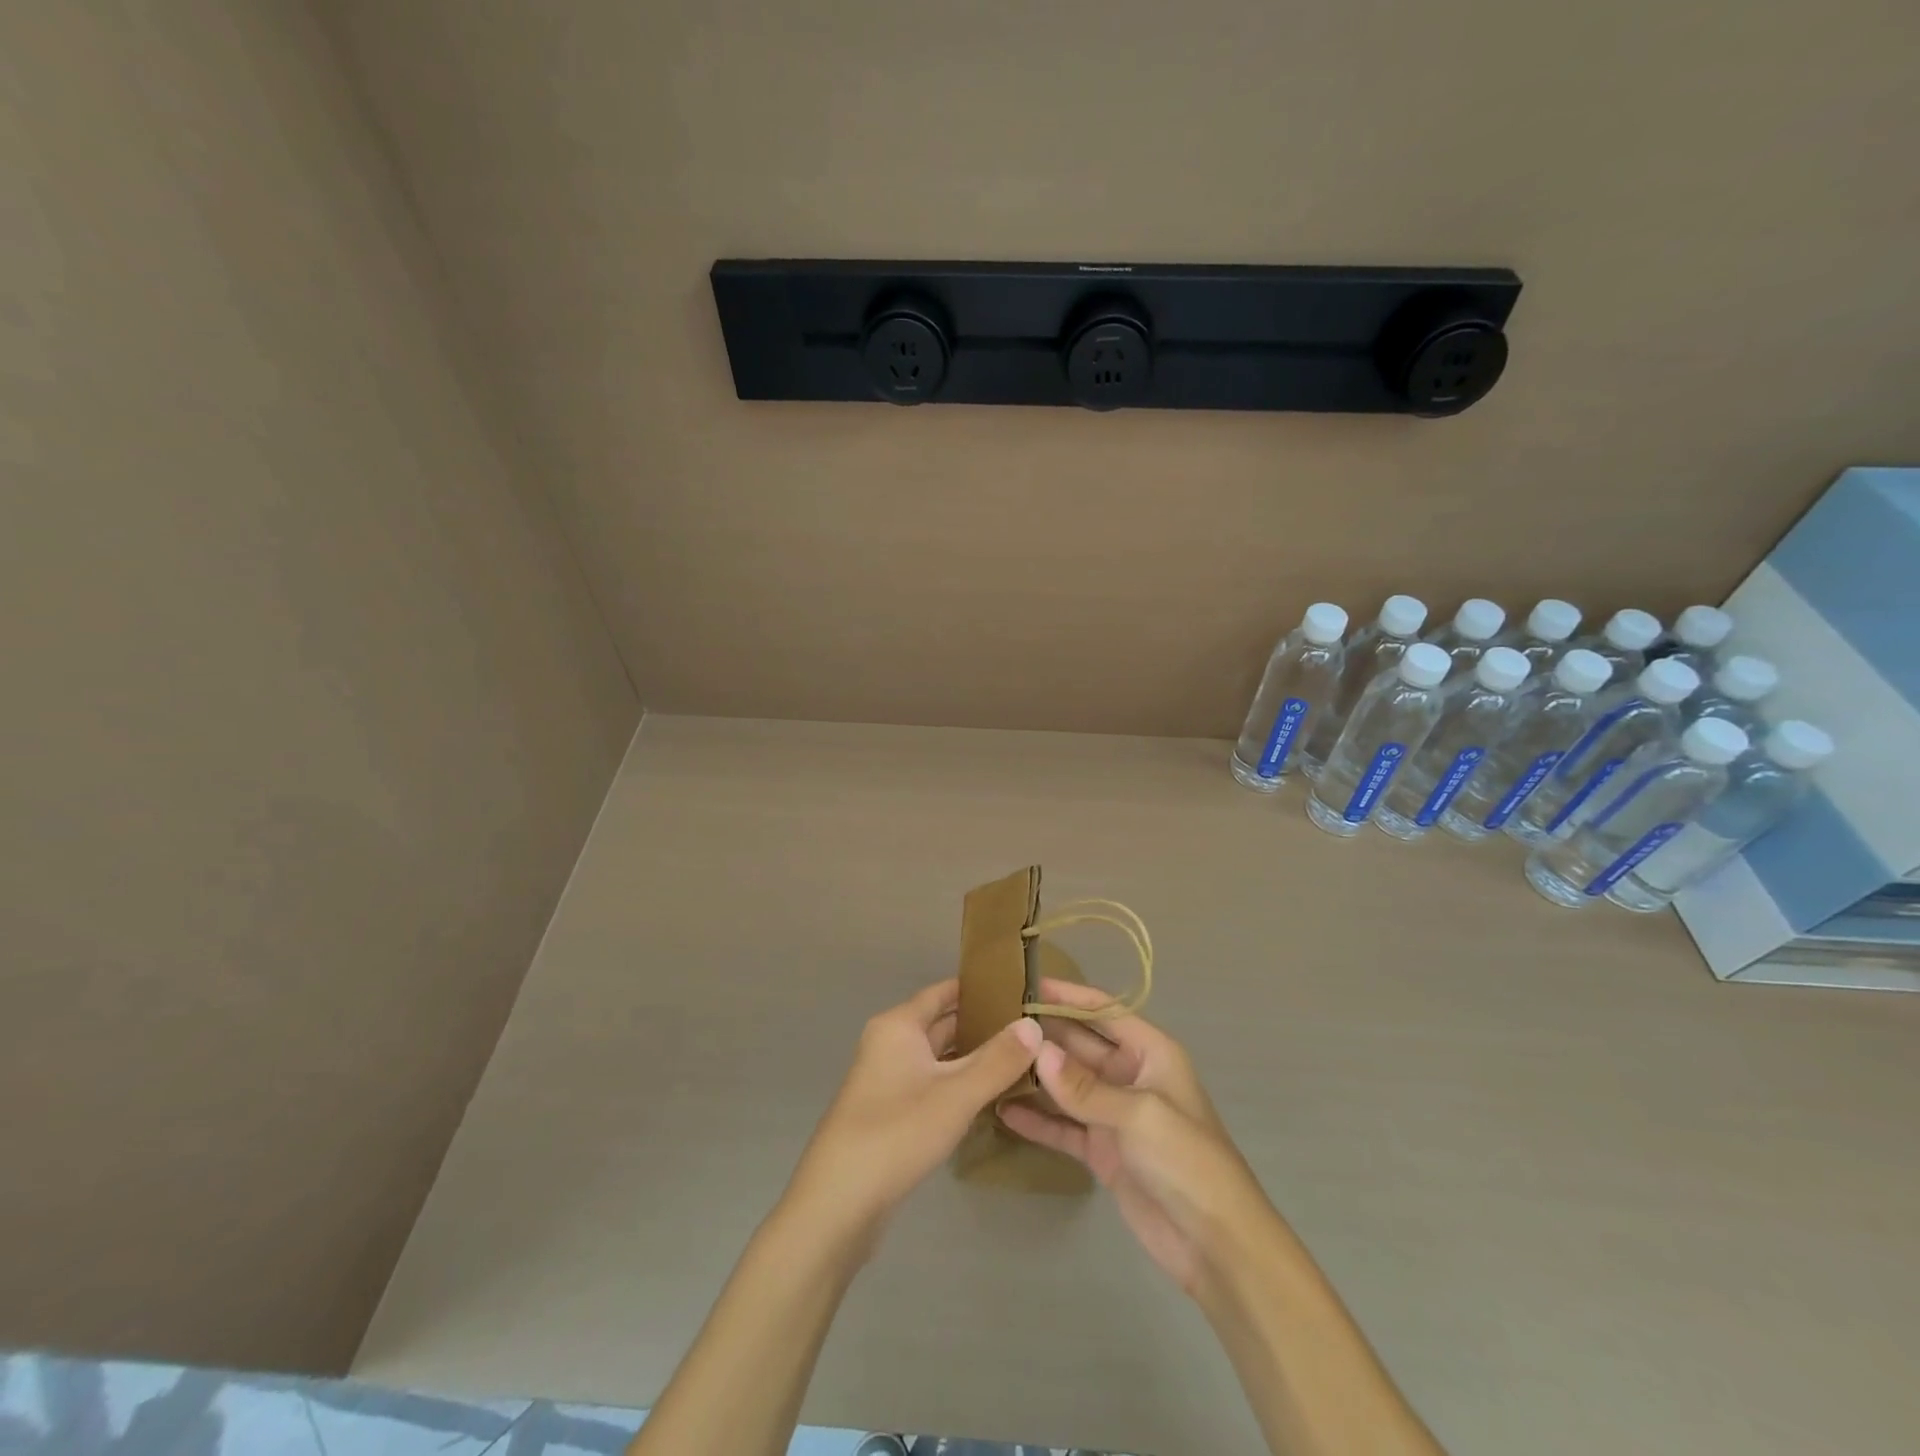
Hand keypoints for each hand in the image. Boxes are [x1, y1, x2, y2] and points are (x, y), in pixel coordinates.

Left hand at [785, 977, 1041, 1250]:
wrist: (839, 1203)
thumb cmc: (897, 1132)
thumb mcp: (956, 1094)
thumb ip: (998, 1059)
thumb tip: (1034, 1024)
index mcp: (898, 1026)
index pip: (943, 992)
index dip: (979, 989)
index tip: (1018, 989)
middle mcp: (889, 1044)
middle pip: (941, 1024)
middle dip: (982, 1025)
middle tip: (1030, 1028)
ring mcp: (887, 1080)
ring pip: (938, 1058)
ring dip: (972, 1058)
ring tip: (1020, 1059)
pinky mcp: (889, 1113)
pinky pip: (931, 1085)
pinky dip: (958, 1084)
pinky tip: (988, 1096)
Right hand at [999, 978, 1279, 1298]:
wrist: (1216, 1244)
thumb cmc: (1187, 1160)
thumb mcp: (1138, 1114)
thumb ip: (1084, 1086)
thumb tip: (1037, 1050)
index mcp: (1151, 1053)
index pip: (1104, 1011)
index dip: (1069, 996)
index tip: (1028, 982)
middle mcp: (1131, 1076)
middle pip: (1081, 1045)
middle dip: (1045, 1034)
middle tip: (997, 1021)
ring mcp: (1115, 1115)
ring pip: (1068, 1085)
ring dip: (1037, 1076)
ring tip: (993, 1060)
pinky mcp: (1103, 1152)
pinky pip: (1064, 1127)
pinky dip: (1038, 1120)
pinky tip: (1004, 1112)